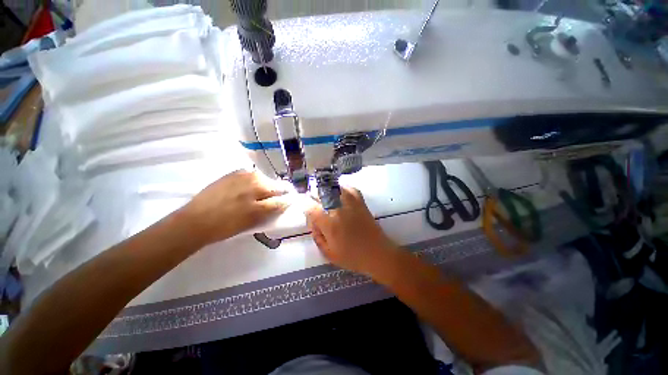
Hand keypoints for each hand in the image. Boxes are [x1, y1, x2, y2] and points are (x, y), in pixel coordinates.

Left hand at [180, 170, 290, 244]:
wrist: (195, 221)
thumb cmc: (227, 224)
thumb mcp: (255, 217)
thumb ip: (275, 206)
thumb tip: (287, 200)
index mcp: (261, 185)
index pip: (282, 191)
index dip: (287, 199)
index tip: (288, 204)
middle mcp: (254, 175)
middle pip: (274, 184)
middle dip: (277, 194)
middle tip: (271, 205)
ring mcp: (242, 173)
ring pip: (263, 180)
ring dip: (265, 189)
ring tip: (257, 201)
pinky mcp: (232, 174)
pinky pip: (251, 178)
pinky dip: (253, 185)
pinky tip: (246, 194)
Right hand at [306, 187, 397, 273]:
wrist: (378, 254)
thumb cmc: (352, 257)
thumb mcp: (329, 254)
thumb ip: (317, 237)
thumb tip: (313, 223)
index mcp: (330, 224)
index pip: (311, 208)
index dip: (305, 207)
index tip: (306, 210)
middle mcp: (339, 210)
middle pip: (321, 195)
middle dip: (314, 197)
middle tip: (315, 205)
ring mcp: (351, 204)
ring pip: (334, 189)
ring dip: (326, 191)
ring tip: (325, 198)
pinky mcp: (361, 203)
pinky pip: (350, 189)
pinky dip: (343, 189)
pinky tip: (339, 193)